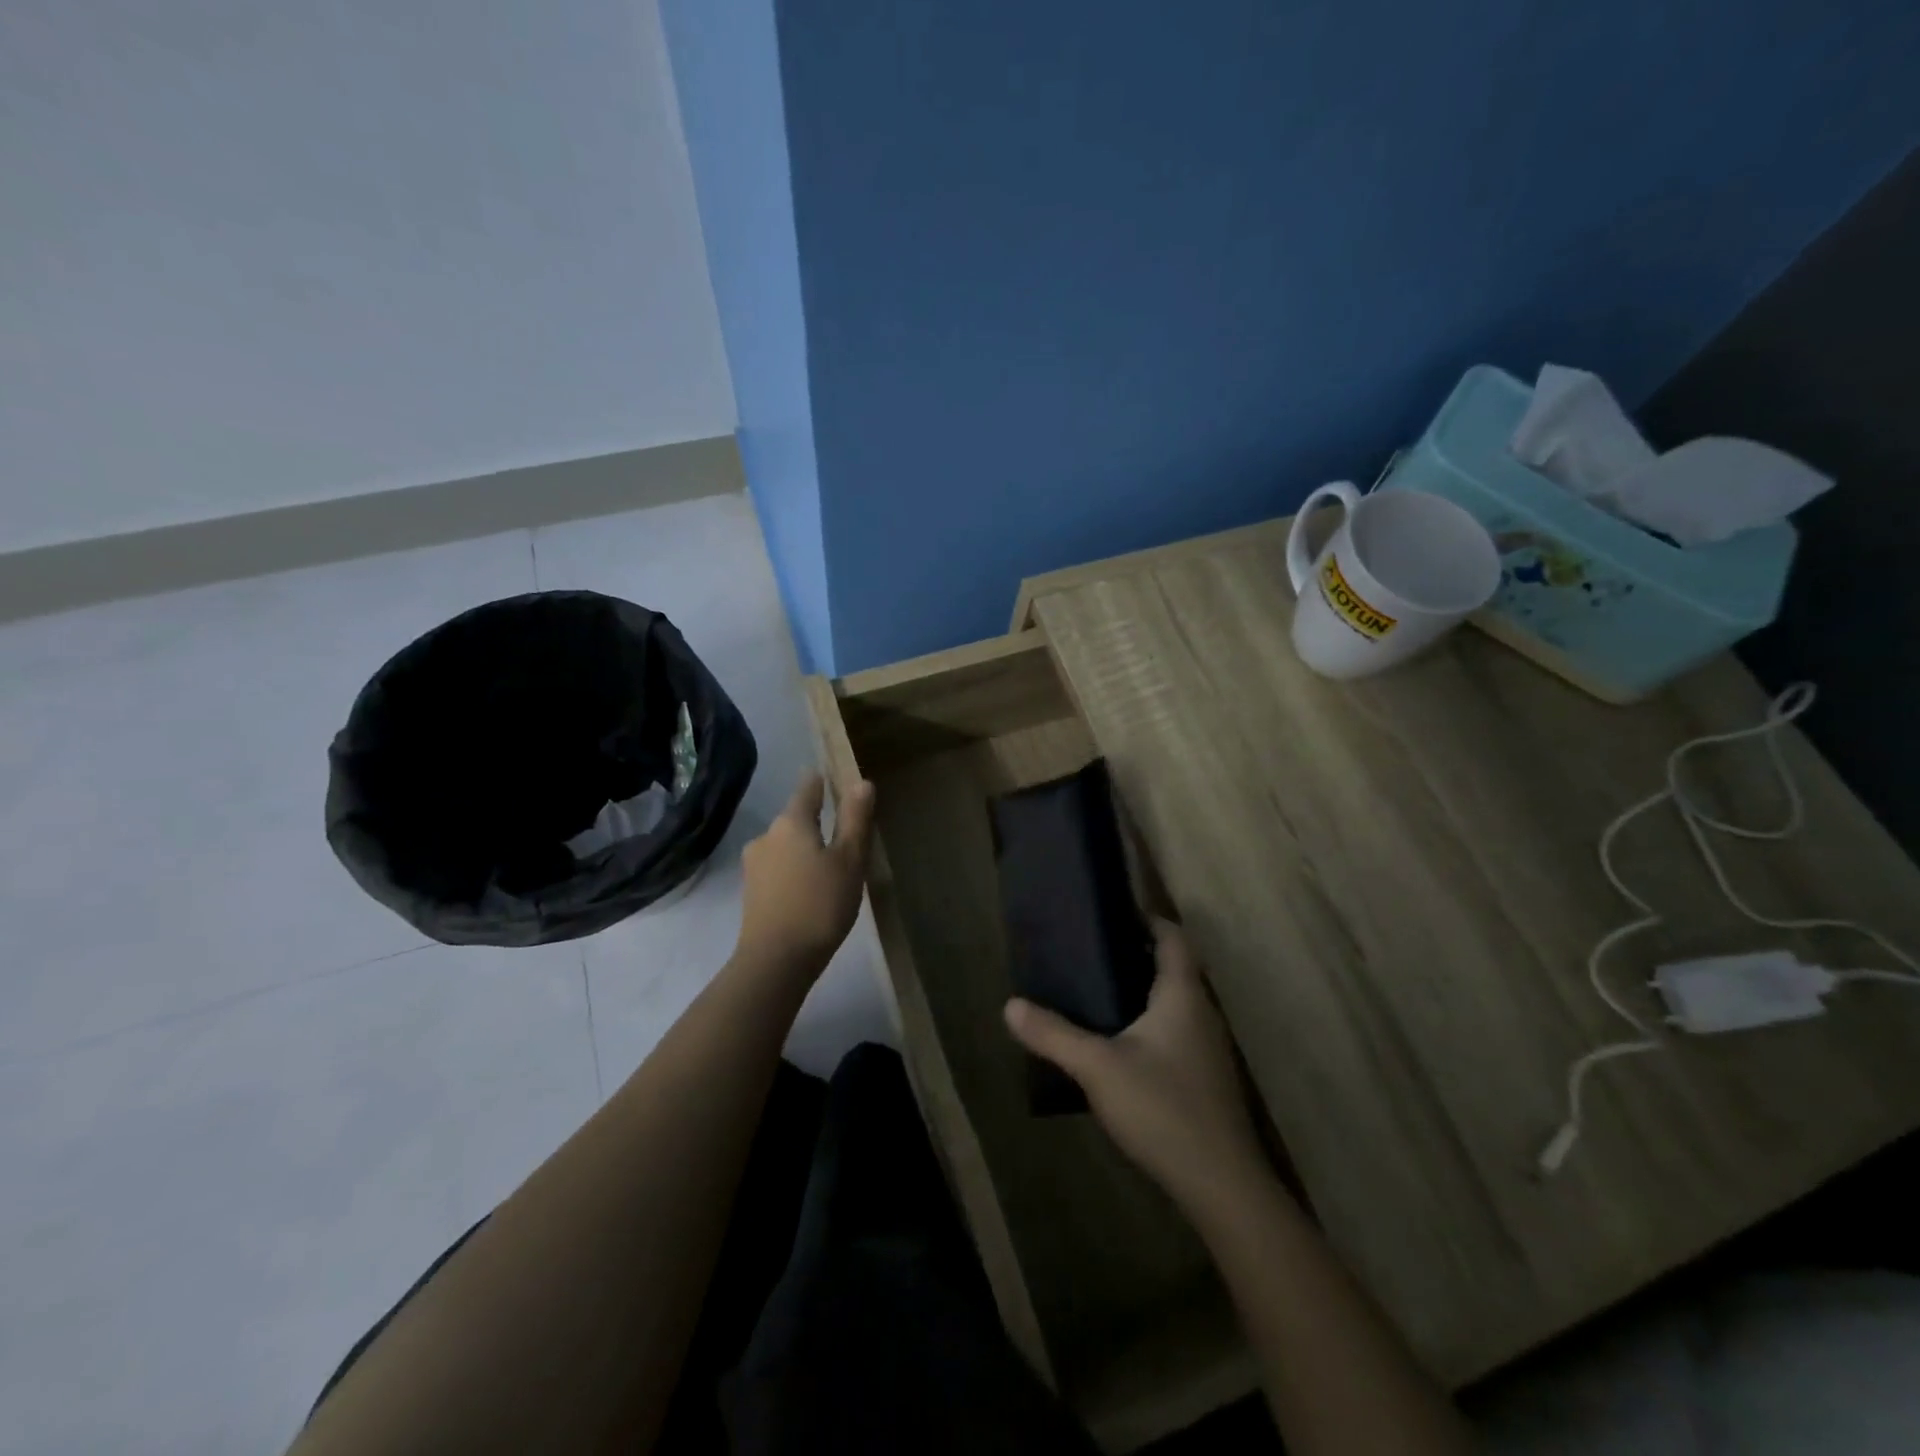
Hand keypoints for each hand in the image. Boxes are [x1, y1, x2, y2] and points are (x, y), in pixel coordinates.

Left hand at [735, 773, 875, 977]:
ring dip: (805, 848)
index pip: (808, 788)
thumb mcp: (849, 861)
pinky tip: (809, 888)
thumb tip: (861, 782)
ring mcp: (754, 864)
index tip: (834, 779)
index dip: (822, 781)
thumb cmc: (819, 905)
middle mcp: (766, 835)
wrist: (775, 961)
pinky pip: (778, 867)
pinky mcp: (751, 891)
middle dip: (817, 821)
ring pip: (786, 845)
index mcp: (791, 822)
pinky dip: (794, 869)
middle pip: (795, 817)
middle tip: (844, 835)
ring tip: (830, 866)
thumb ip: (854, 820)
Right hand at [1004, 921, 1267, 1209]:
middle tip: (1090, 954)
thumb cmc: (1162, 1108)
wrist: (1221, 1184)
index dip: (1148, 920)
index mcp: (1182, 995)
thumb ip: (1053, 1034)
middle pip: (1174, 968)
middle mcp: (1202, 1013)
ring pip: (1175, 1003)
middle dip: (1136, 956)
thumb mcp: (1097, 1067)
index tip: (1112, 916)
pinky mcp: (1205, 1080)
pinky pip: (1176, 1033)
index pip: (1174, 938)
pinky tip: (1120, 1047)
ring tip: (1096, 994)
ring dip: (1142, 992)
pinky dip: (1150, 1024)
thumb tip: (1010, 1005)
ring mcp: (1208, 1049)